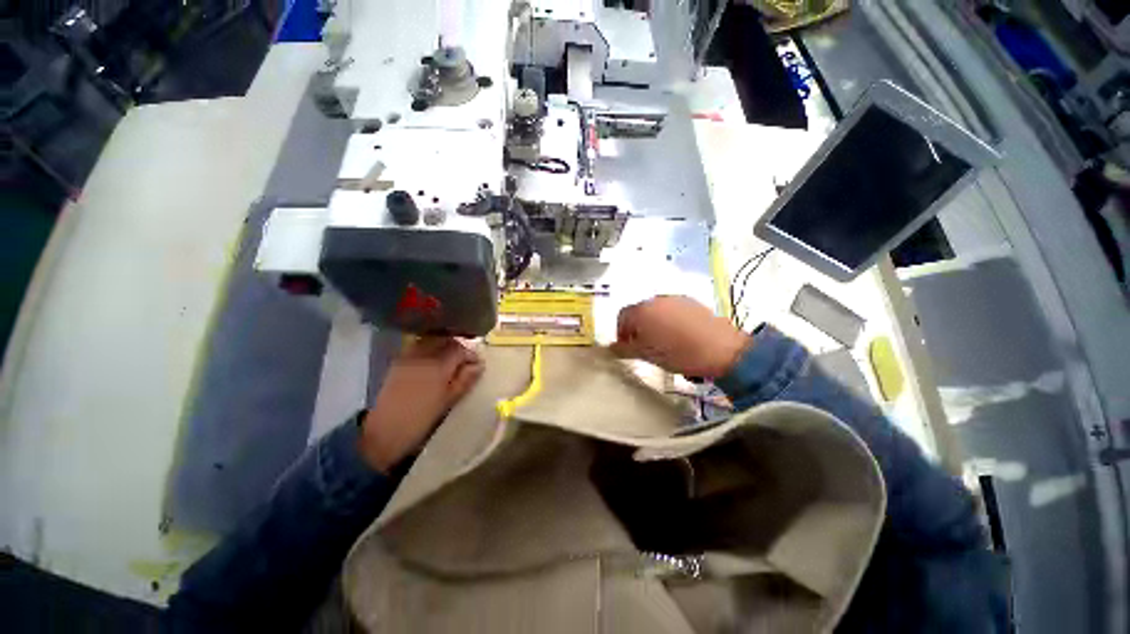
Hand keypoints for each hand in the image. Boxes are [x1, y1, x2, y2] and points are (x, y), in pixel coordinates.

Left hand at [359, 337, 483, 472]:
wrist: (383, 431)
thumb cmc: (420, 420)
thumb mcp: (448, 402)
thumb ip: (465, 380)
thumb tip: (479, 365)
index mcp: (439, 366)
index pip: (460, 349)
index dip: (471, 355)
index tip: (477, 365)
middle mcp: (424, 355)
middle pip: (446, 341)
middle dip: (459, 348)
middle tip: (465, 362)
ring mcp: (409, 356)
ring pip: (432, 341)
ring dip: (444, 346)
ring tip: (450, 361)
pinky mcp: (398, 361)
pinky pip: (419, 346)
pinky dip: (430, 349)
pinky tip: (432, 362)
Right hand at [610, 296, 751, 378]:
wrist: (722, 350)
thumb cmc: (678, 353)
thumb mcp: (647, 355)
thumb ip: (625, 349)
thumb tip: (611, 348)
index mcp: (642, 310)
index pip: (622, 317)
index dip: (620, 332)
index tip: (626, 347)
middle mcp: (657, 299)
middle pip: (639, 312)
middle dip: (637, 328)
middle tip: (643, 347)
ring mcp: (676, 299)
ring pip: (656, 311)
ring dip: (653, 324)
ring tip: (662, 343)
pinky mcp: (692, 303)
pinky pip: (673, 310)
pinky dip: (669, 321)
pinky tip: (679, 337)